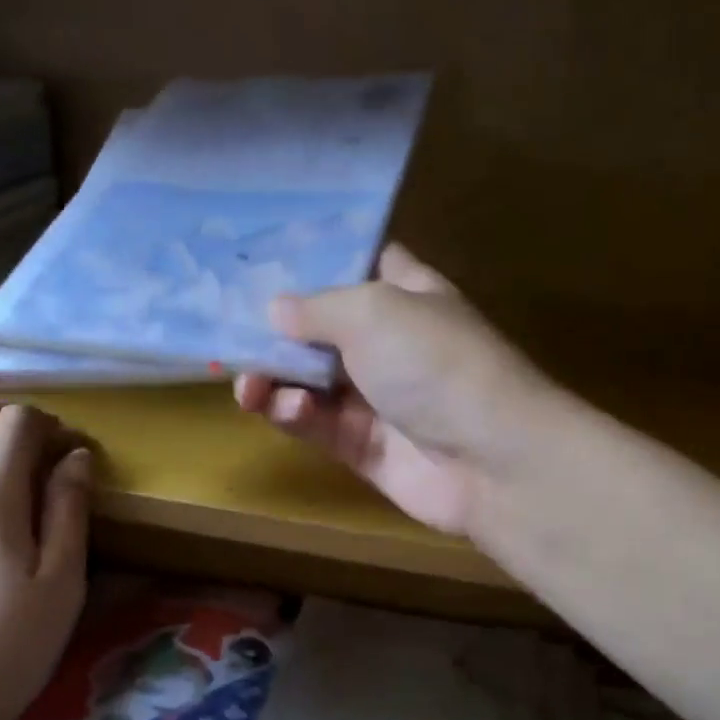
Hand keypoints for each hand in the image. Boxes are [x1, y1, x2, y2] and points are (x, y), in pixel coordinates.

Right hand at [233, 243, 561, 536]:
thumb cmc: (435, 363)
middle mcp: (390, 342)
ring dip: (275, 378)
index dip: (319, 261)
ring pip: (310, 381)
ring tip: (249, 382)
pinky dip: (294, 415)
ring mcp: (376, 397)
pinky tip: (284, 409)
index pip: (362, 264)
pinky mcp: (362, 446)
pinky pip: (315, 424)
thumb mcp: (373, 312)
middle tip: (230, 333)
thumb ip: (317, 307)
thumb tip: (275, 309)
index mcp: (406, 295)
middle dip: (277, 330)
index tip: (266, 260)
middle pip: (322, 328)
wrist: (489, 459)